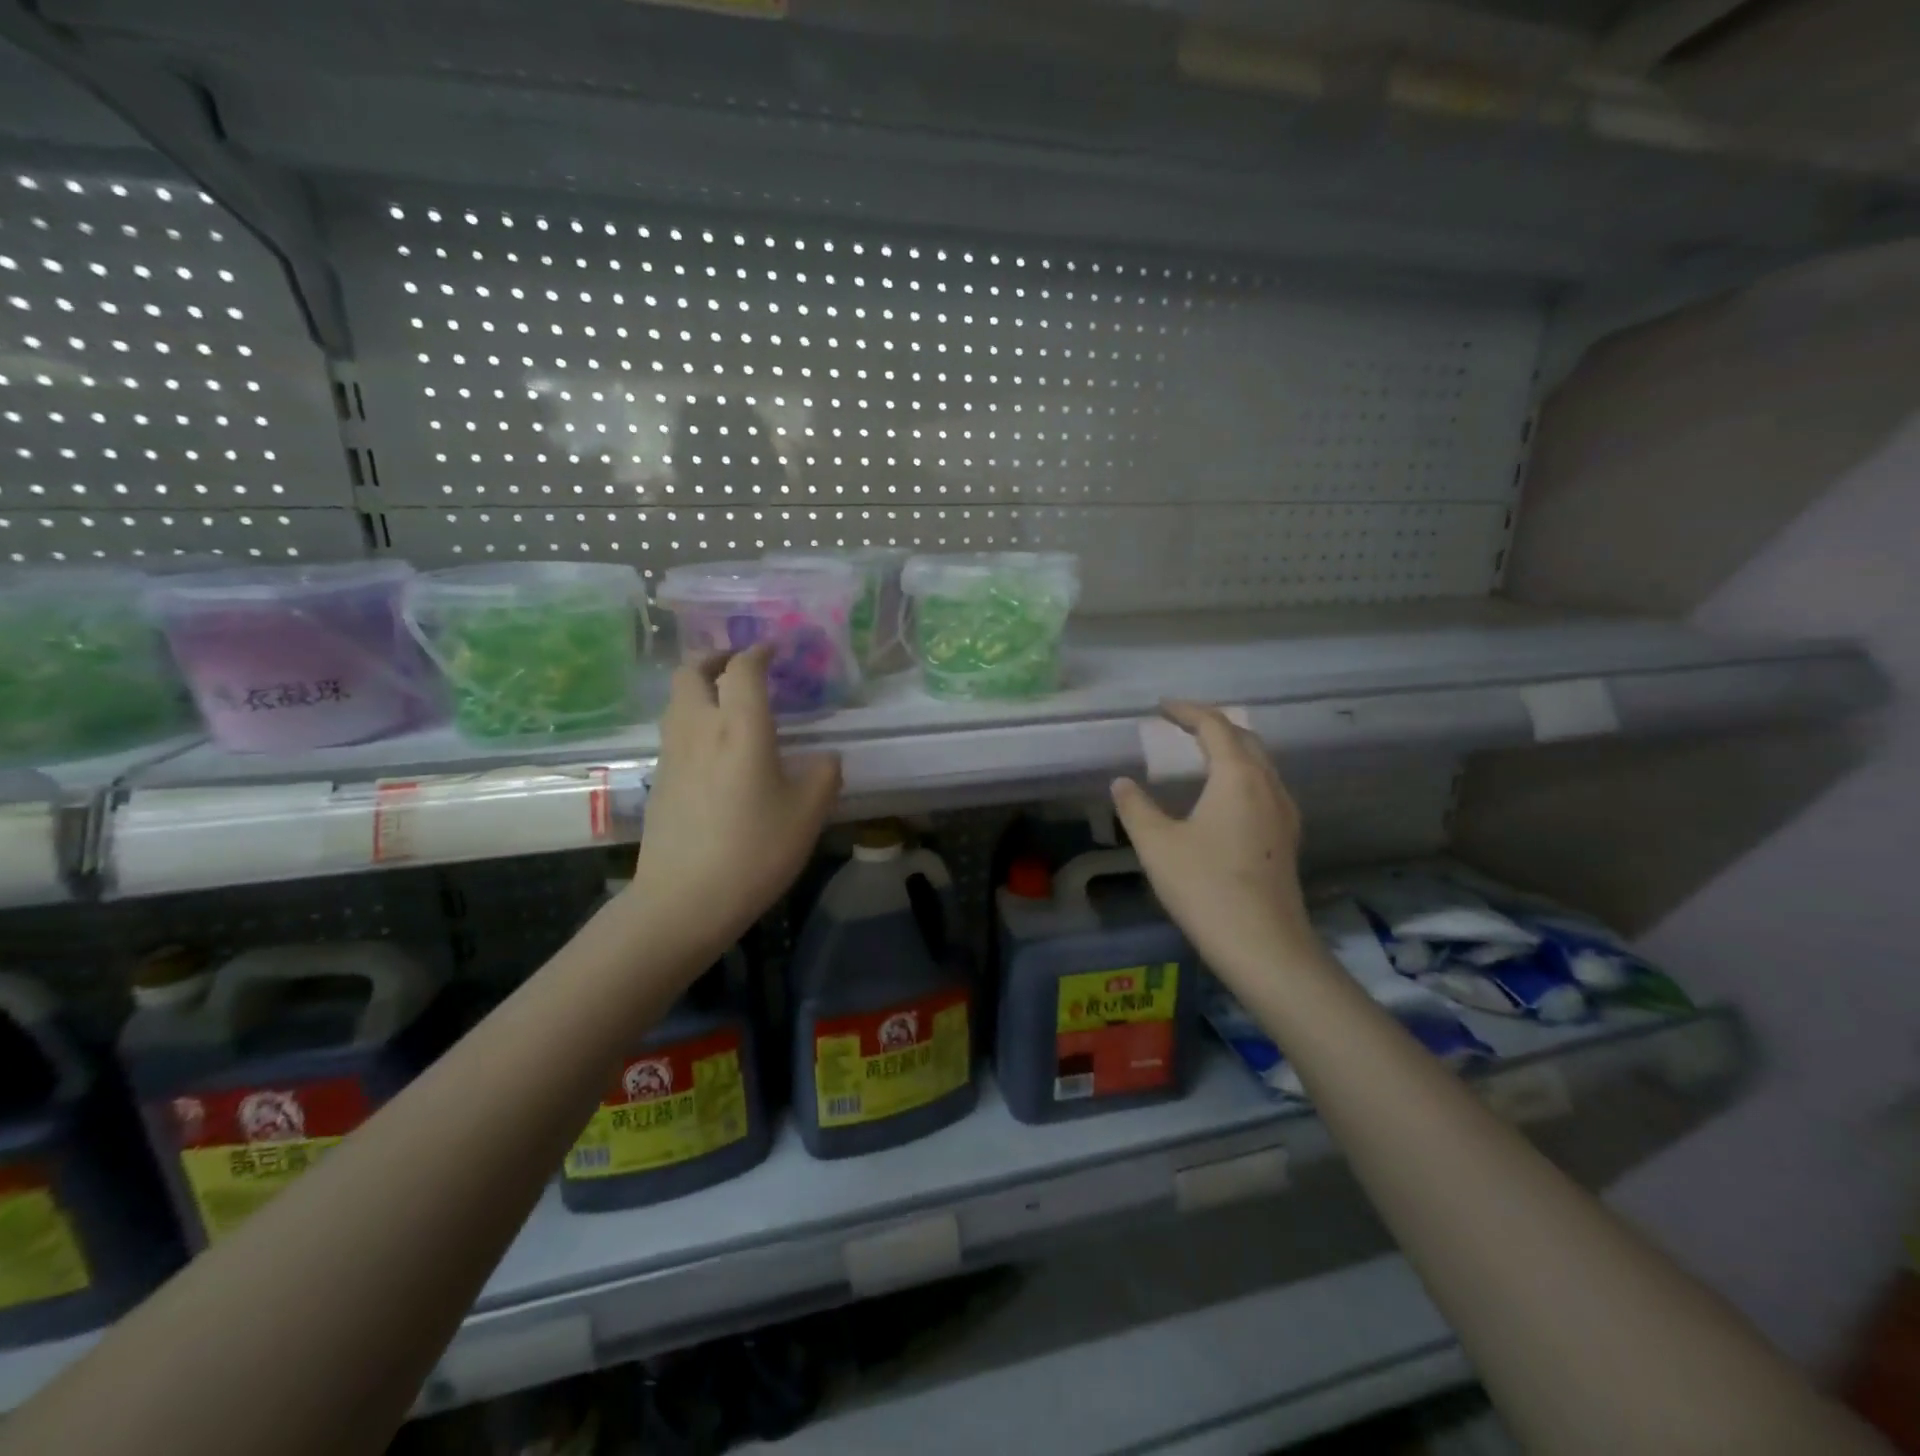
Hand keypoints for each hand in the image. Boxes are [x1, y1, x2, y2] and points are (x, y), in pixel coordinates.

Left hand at [626, 646, 841, 961]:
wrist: (683, 899)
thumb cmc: (754, 851)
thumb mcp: (807, 815)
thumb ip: (823, 776)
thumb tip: (826, 758)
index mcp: (739, 728)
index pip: (742, 669)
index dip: (758, 652)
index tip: (773, 650)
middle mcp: (699, 729)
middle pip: (691, 671)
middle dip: (715, 657)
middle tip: (740, 665)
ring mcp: (672, 754)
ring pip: (677, 699)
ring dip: (700, 686)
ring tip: (728, 701)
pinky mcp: (659, 779)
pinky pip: (674, 729)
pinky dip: (693, 718)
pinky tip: (715, 747)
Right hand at [1111, 702, 1316, 987]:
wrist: (1263, 946)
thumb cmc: (1205, 887)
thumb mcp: (1157, 844)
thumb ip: (1135, 807)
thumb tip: (1122, 782)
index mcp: (1238, 776)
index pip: (1215, 725)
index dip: (1187, 710)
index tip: (1161, 707)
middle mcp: (1268, 785)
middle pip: (1244, 738)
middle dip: (1212, 725)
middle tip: (1180, 725)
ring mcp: (1284, 813)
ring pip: (1260, 763)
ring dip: (1231, 750)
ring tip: (1200, 755)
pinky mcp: (1287, 838)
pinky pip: (1266, 787)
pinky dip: (1242, 775)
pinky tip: (1224, 798)